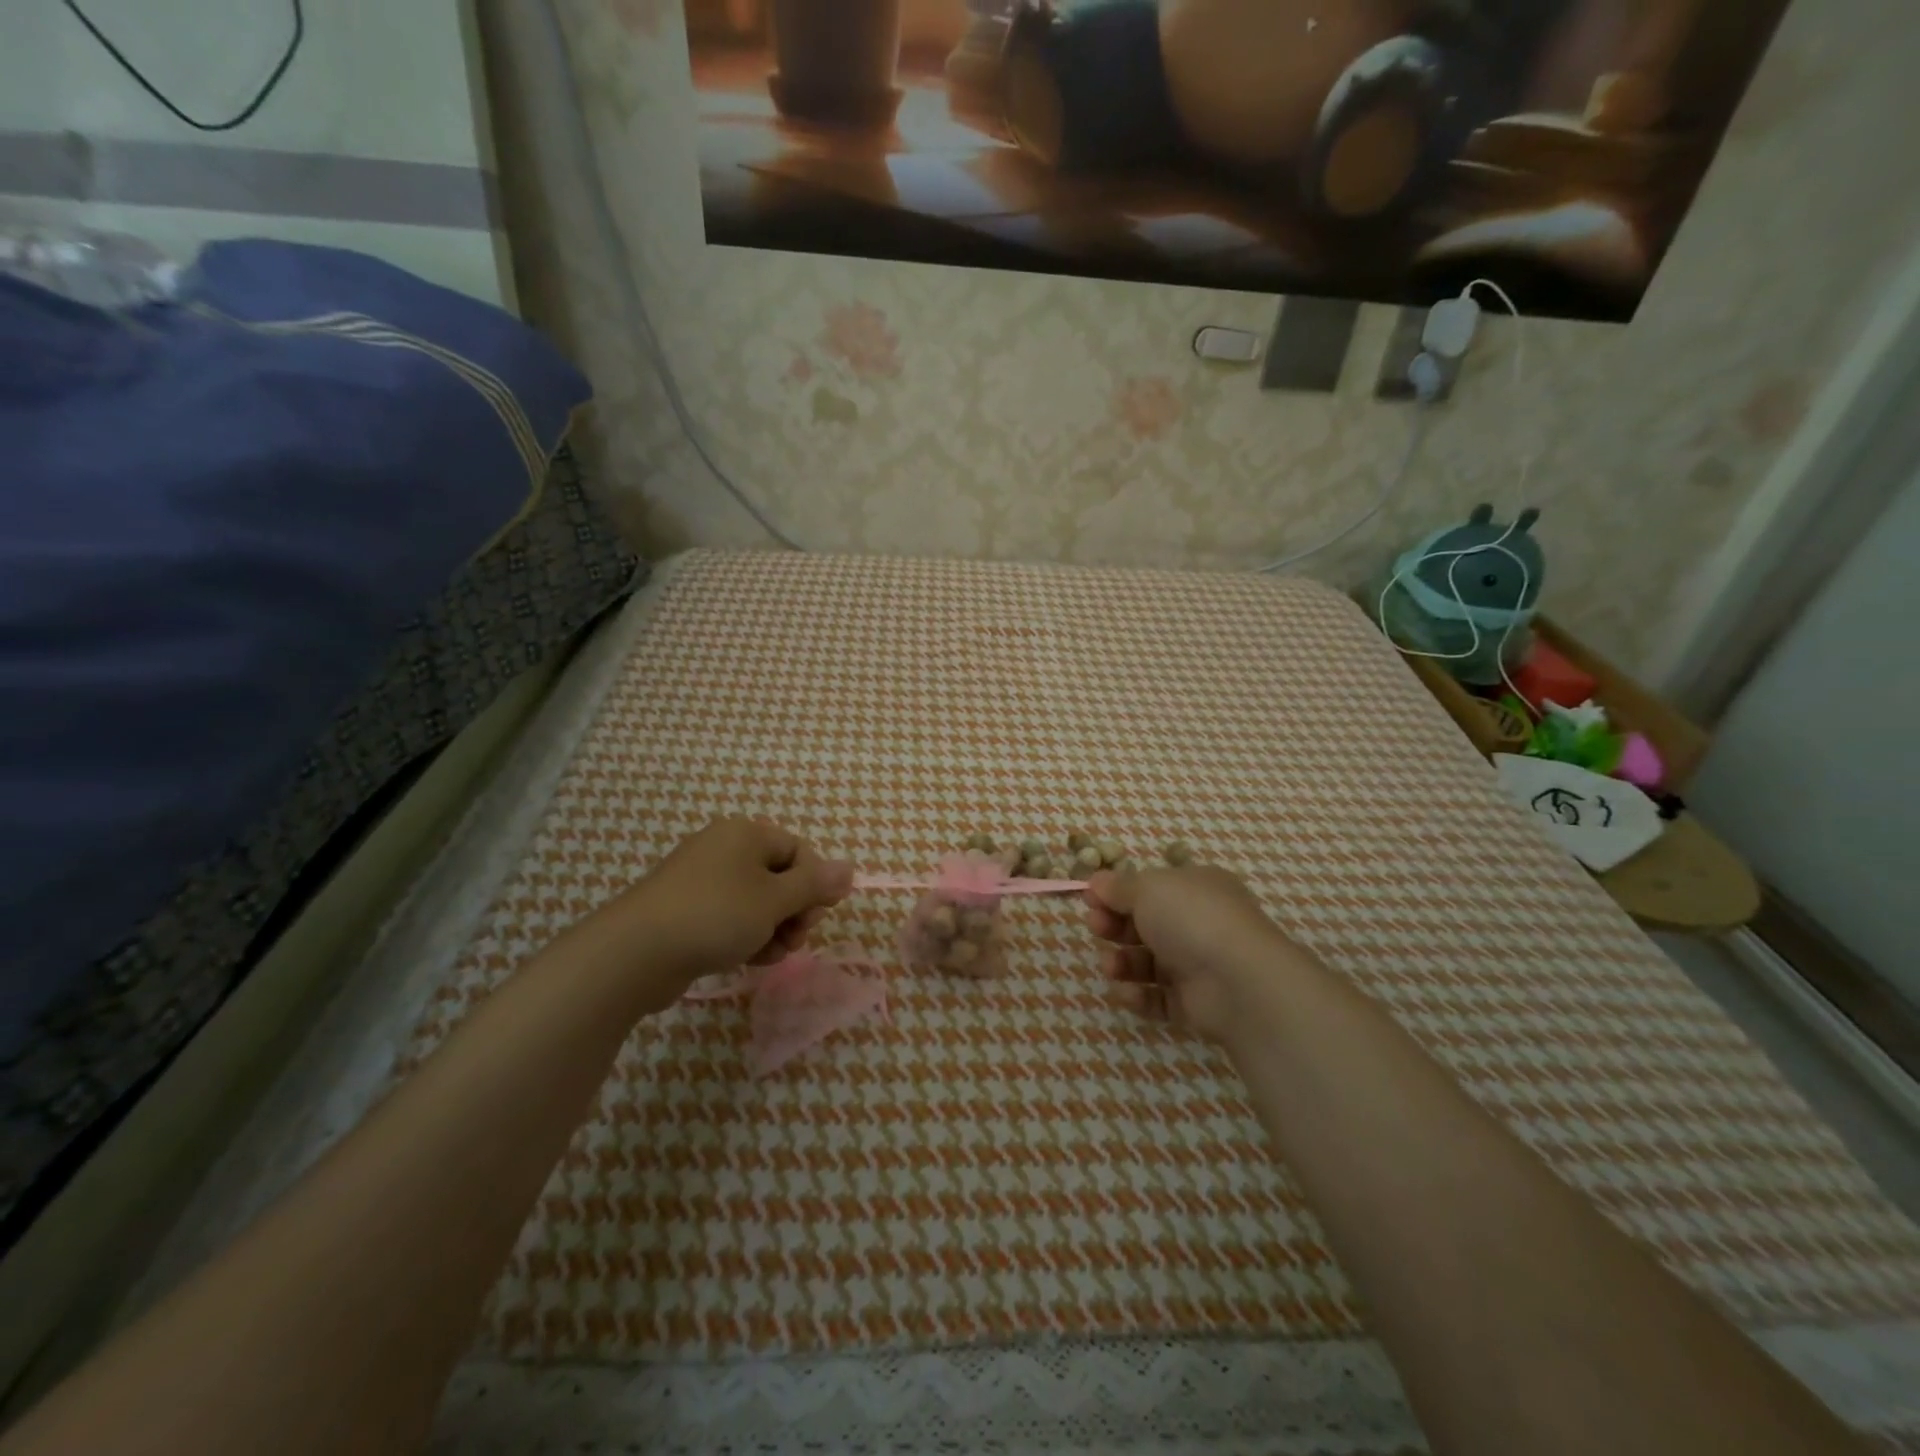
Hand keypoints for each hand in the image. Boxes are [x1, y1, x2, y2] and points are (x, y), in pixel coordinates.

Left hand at [589, 818, 852, 1008]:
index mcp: (747, 834)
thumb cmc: (716, 915)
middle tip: (794, 942)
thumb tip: (849, 868)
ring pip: (756, 902)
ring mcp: (700, 879)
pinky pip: (729, 917)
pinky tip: (747, 960)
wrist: (634, 952)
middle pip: (779, 877)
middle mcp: (724, 848)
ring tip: (771, 956)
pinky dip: (745, 936)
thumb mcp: (775, 900)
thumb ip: (816, 885)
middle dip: (794, 912)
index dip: (815, 886)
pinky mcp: (684, 909)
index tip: (814, 919)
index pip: (800, 852)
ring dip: (773, 929)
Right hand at [1084, 863, 1318, 1042]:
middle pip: (1145, 924)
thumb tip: (1095, 882)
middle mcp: (1198, 923)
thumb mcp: (1148, 888)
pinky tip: (1126, 992)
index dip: (1117, 892)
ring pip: (1148, 962)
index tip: (1090, 899)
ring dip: (1122, 962)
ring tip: (1110, 966)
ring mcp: (1198, 964)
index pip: (1151, 888)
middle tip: (1095, 927)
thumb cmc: (1191, 918)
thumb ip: (1118, 887)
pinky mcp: (1194, 1003)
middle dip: (1114, 925)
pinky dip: (1139, 995)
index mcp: (1195, 888)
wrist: (1238, 981)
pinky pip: (1158, 997)